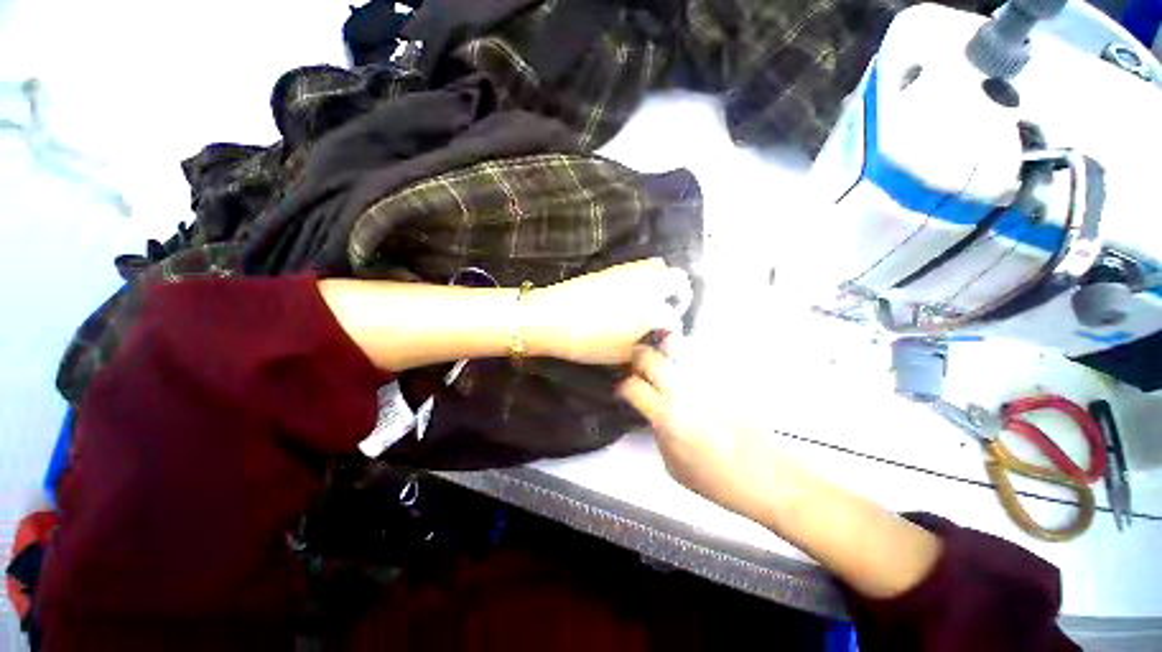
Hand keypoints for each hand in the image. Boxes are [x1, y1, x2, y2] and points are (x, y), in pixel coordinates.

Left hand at [525, 258, 690, 364]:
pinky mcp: (613, 268)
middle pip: (678, 279)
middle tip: (669, 310)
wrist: (552, 317)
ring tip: (652, 299)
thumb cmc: (589, 341)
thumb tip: (654, 339)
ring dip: (663, 281)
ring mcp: (630, 272)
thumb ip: (645, 347)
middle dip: (680, 294)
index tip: (665, 338)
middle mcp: (648, 285)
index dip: (672, 330)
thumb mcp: (621, 353)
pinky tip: (633, 292)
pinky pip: (639, 266)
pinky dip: (645, 276)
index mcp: (653, 309)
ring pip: (659, 266)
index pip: (674, 318)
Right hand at [616, 340, 790, 515]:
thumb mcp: (674, 467)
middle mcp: (682, 390)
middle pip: (649, 358)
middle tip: (637, 363)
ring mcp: (705, 380)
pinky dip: (687, 352)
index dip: (623, 387)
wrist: (771, 477)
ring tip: (660, 352)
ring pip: (674, 346)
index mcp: (666, 416)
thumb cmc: (719, 482)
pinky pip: (699, 354)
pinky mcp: (724, 377)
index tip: (624, 390)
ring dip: (662, 348)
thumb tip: (652, 414)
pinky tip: (687, 361)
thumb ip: (658, 434)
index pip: (632, 387)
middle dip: (637, 357)